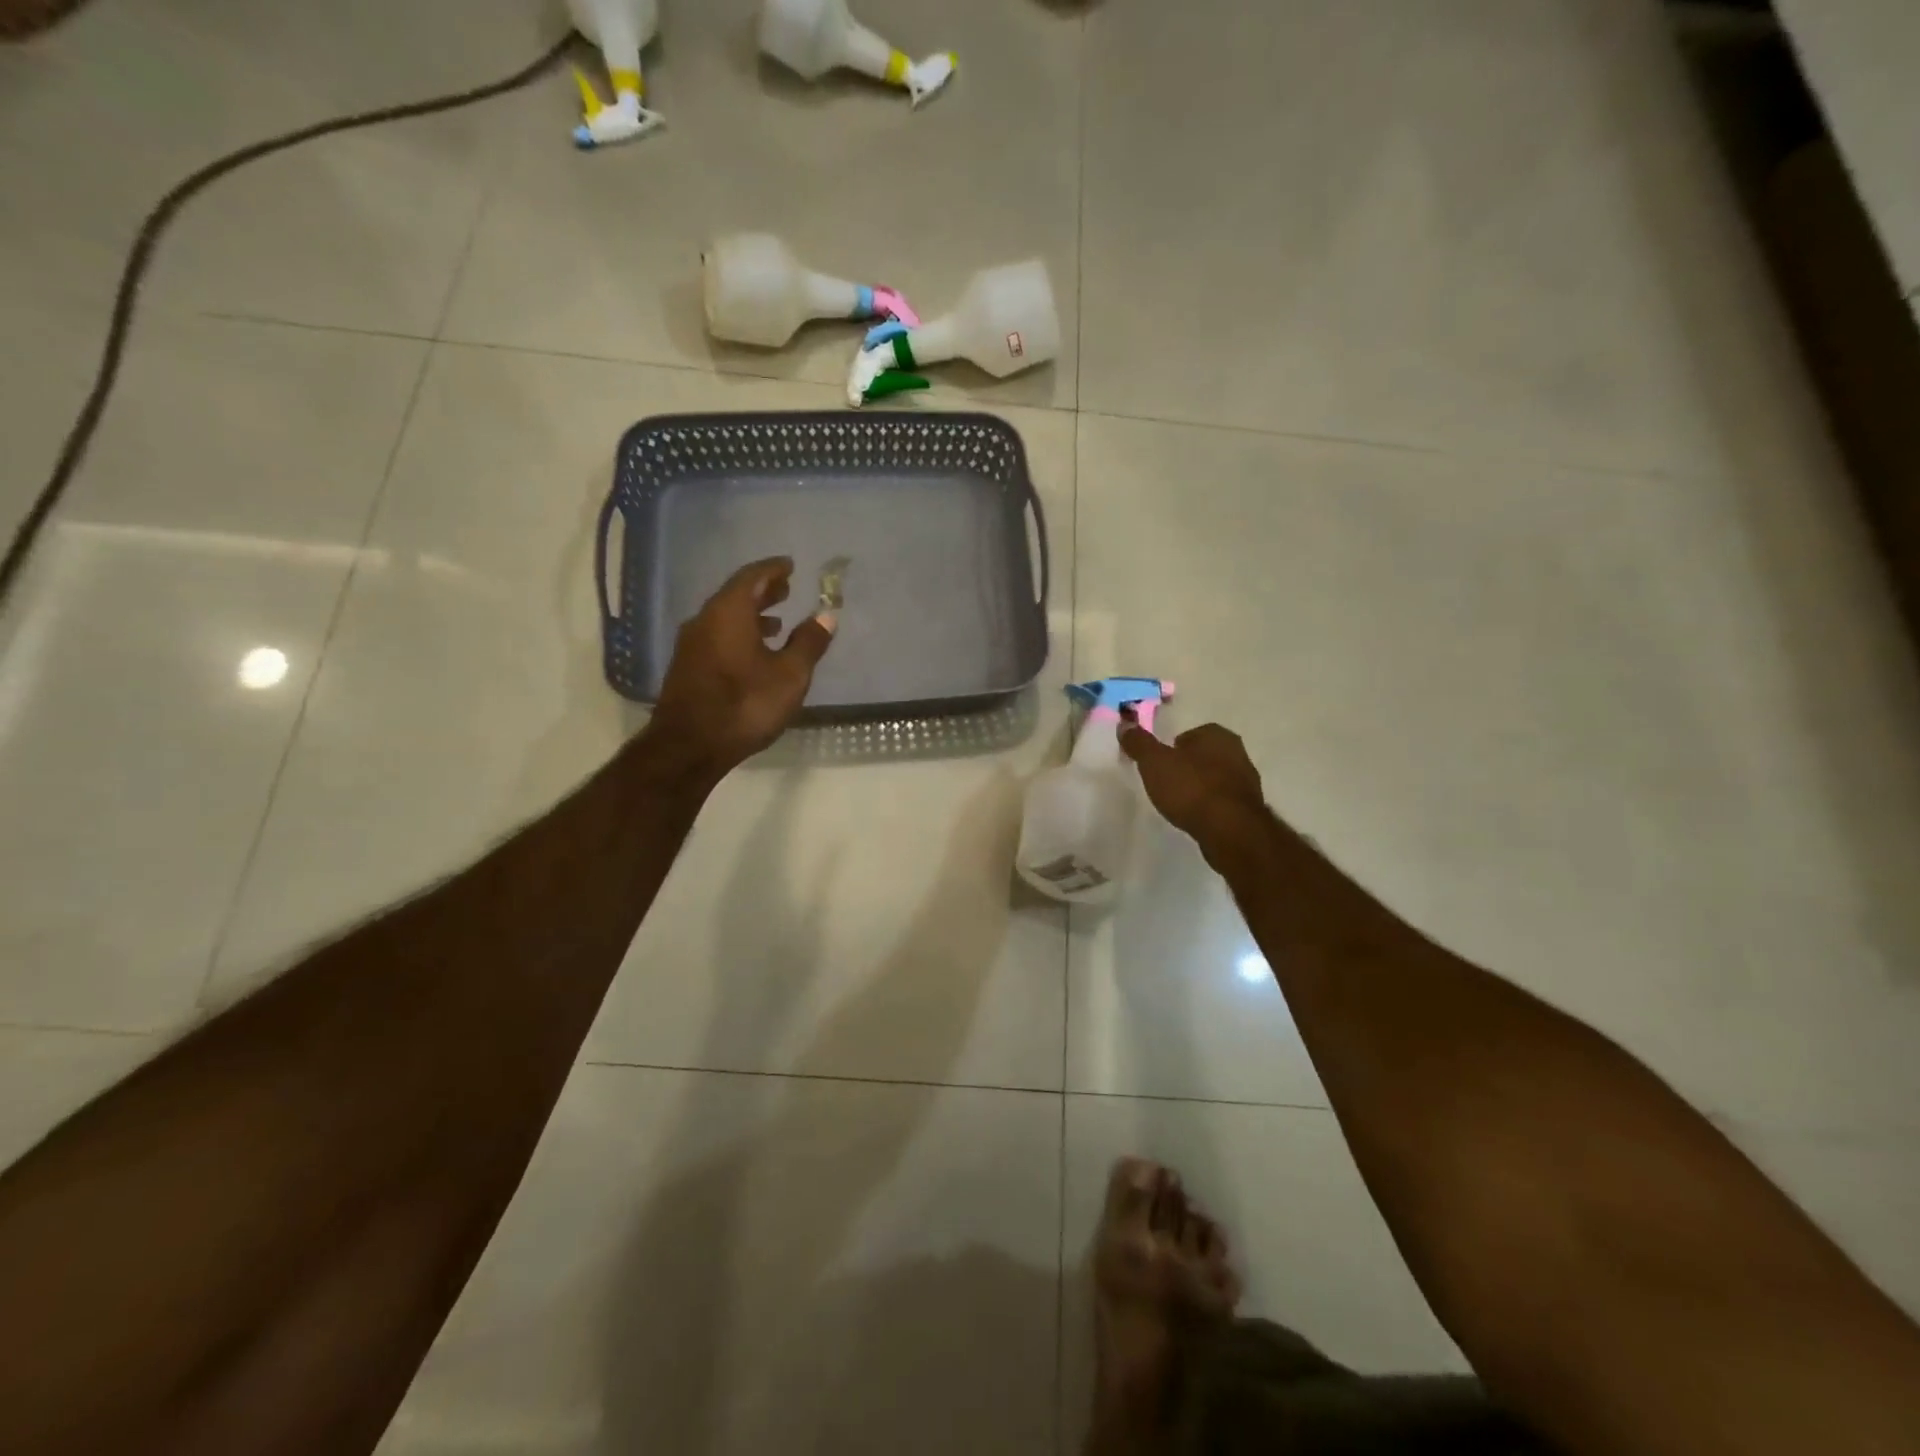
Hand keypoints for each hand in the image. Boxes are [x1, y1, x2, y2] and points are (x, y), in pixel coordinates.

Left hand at [646, 557, 834, 779]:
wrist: (689, 746)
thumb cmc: (745, 704)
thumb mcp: (790, 675)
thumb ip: (809, 642)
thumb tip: (826, 615)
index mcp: (729, 612)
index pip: (752, 577)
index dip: (773, 570)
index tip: (790, 566)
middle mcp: (704, 620)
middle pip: (735, 595)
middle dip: (762, 591)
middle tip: (786, 589)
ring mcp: (691, 645)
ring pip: (724, 618)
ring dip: (750, 616)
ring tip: (776, 623)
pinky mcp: (686, 667)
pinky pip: (716, 637)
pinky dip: (738, 634)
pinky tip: (753, 654)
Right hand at [1120, 721, 1266, 851]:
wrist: (1230, 830)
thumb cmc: (1191, 788)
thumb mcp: (1154, 762)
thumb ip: (1139, 743)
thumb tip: (1125, 724)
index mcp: (1216, 735)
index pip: (1191, 734)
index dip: (1172, 748)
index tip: (1159, 764)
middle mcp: (1237, 752)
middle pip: (1205, 755)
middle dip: (1188, 766)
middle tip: (1167, 782)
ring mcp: (1247, 781)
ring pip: (1216, 778)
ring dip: (1201, 787)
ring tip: (1181, 803)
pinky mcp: (1250, 808)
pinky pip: (1224, 801)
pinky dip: (1211, 806)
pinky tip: (1198, 817)